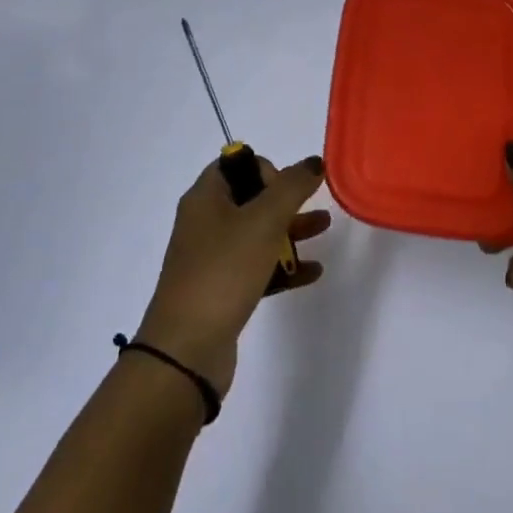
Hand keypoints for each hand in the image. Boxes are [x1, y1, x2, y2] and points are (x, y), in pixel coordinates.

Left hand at [135, 154, 329, 396]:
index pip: (235, 164)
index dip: (265, 168)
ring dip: (290, 230)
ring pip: (257, 233)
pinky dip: (283, 266)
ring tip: (325, 229)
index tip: (286, 190)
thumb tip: (312, 162)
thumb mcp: (262, 221)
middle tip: (314, 206)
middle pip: (250, 198)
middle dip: (286, 199)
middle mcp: (205, 222)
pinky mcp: (222, 290)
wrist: (187, 350)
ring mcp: (212, 258)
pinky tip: (312, 272)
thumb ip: (291, 187)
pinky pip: (257, 267)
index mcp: (205, 198)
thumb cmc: (223, 271)